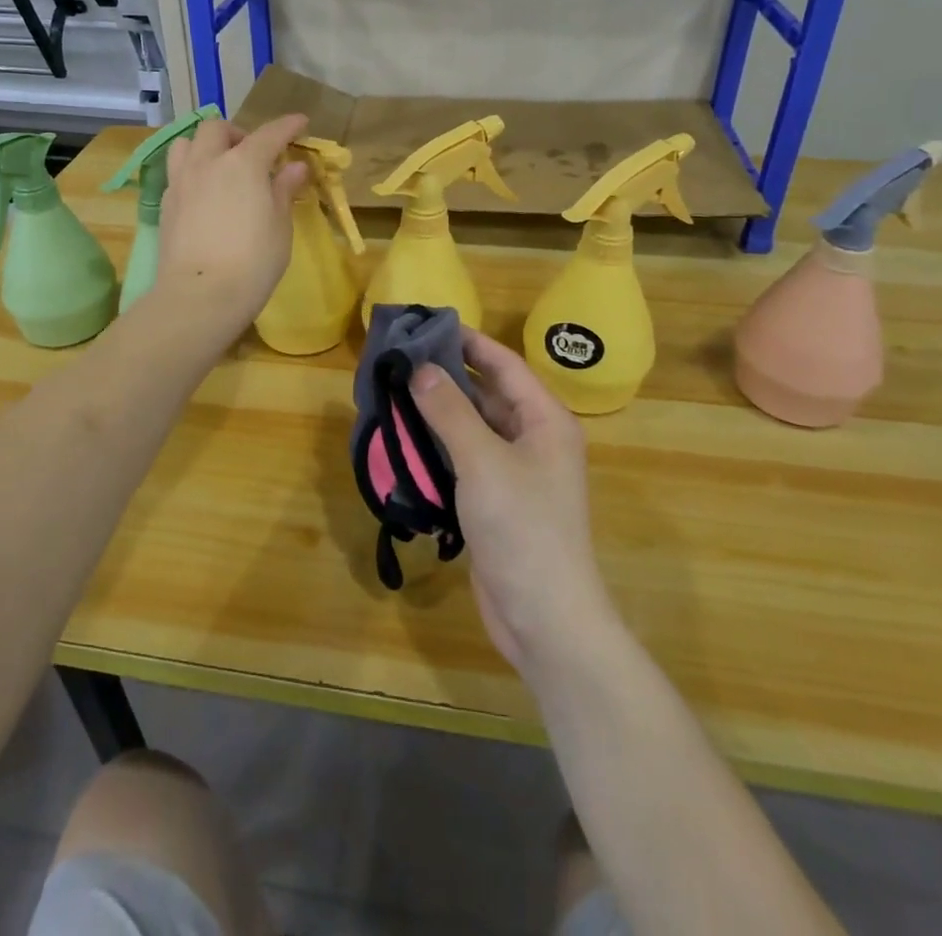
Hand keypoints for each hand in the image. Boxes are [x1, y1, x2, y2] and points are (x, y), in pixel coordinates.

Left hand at [155, 113, 309, 333]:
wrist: (201, 295)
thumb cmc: (253, 262)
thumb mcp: (280, 226)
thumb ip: (284, 190)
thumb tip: (295, 167)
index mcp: (243, 163)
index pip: (269, 134)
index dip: (287, 126)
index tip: (300, 122)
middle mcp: (208, 162)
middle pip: (217, 129)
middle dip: (238, 133)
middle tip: (254, 154)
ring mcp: (181, 181)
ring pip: (186, 143)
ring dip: (206, 145)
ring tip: (220, 166)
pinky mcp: (165, 203)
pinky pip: (177, 171)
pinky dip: (193, 170)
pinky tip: (204, 192)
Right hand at [411, 330, 616, 681]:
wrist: (544, 618)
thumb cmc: (523, 528)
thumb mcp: (483, 462)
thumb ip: (450, 411)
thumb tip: (419, 368)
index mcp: (546, 420)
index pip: (504, 365)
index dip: (468, 342)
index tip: (427, 324)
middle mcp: (535, 439)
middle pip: (488, 393)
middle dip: (447, 376)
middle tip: (400, 358)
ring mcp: (517, 472)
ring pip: (474, 427)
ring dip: (440, 411)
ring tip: (395, 390)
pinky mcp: (498, 500)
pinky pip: (467, 458)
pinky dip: (440, 445)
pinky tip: (407, 437)